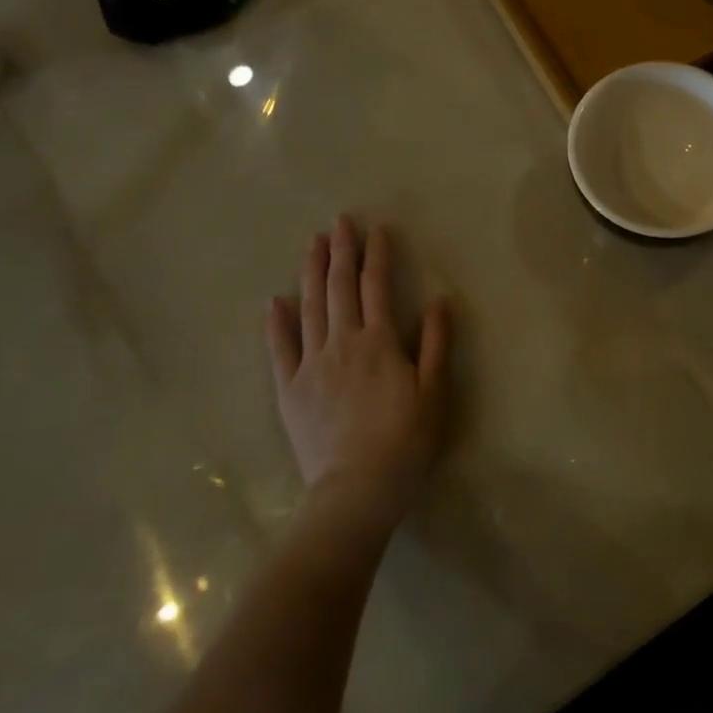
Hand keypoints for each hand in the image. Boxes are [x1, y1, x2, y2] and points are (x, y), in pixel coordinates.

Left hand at [266, 216, 450, 533]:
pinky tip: (275, 301)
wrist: (355, 492)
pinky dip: (276, 323)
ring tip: (313, 244)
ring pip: (310, 307)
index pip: (377, 286)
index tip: (377, 228)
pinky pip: (280, 349)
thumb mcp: (434, 392)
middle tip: (339, 221)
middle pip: (340, 287)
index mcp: (378, 341)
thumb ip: (435, 343)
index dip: (377, 254)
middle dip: (341, 251)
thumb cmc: (404, 442)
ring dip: (312, 272)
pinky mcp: (289, 390)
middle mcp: (342, 343)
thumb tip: (437, 300)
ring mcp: (311, 365)